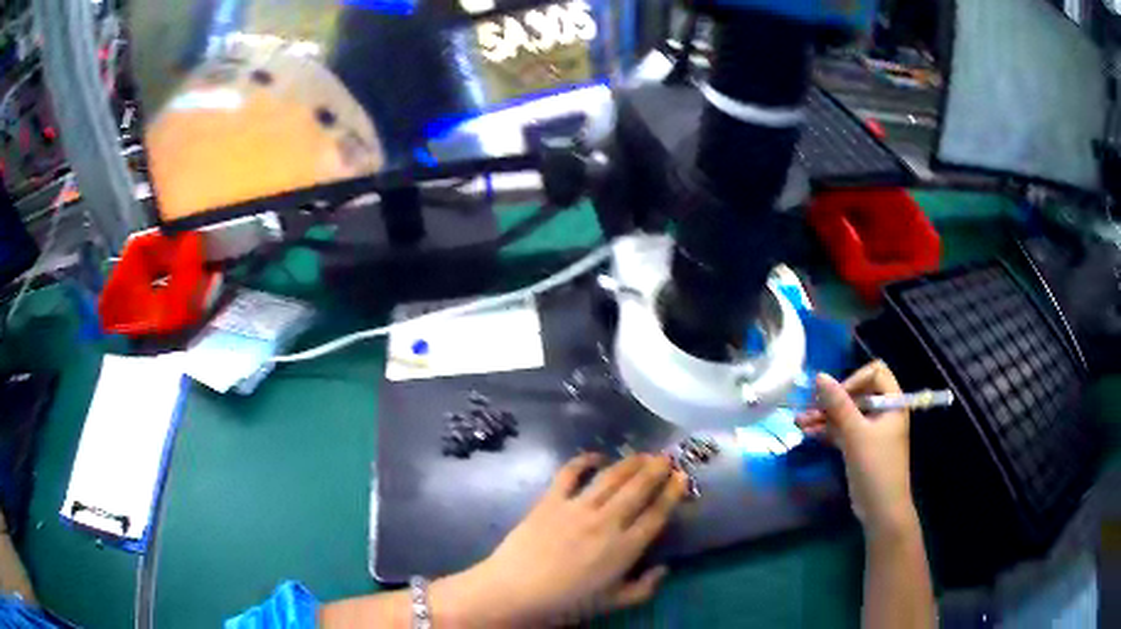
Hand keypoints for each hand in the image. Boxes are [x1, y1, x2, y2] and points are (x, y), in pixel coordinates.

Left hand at [432, 453, 687, 625]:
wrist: (515, 591)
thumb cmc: (567, 602)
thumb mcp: (613, 603)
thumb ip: (644, 588)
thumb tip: (664, 568)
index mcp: (625, 548)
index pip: (656, 514)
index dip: (672, 493)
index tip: (682, 478)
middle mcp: (606, 521)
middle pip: (638, 488)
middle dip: (656, 470)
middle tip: (667, 458)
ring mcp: (577, 507)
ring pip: (611, 477)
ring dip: (630, 462)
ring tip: (643, 454)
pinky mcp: (551, 500)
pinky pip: (570, 473)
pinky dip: (584, 460)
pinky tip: (596, 456)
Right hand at [795, 361, 917, 537]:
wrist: (881, 509)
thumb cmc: (876, 467)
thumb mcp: (856, 434)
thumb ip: (838, 404)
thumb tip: (819, 376)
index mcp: (893, 403)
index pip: (876, 373)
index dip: (855, 379)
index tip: (836, 395)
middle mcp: (884, 412)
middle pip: (857, 393)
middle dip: (832, 400)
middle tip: (809, 407)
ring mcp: (871, 430)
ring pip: (847, 413)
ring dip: (825, 416)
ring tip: (799, 422)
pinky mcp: (861, 446)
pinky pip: (843, 430)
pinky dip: (827, 430)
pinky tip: (807, 432)